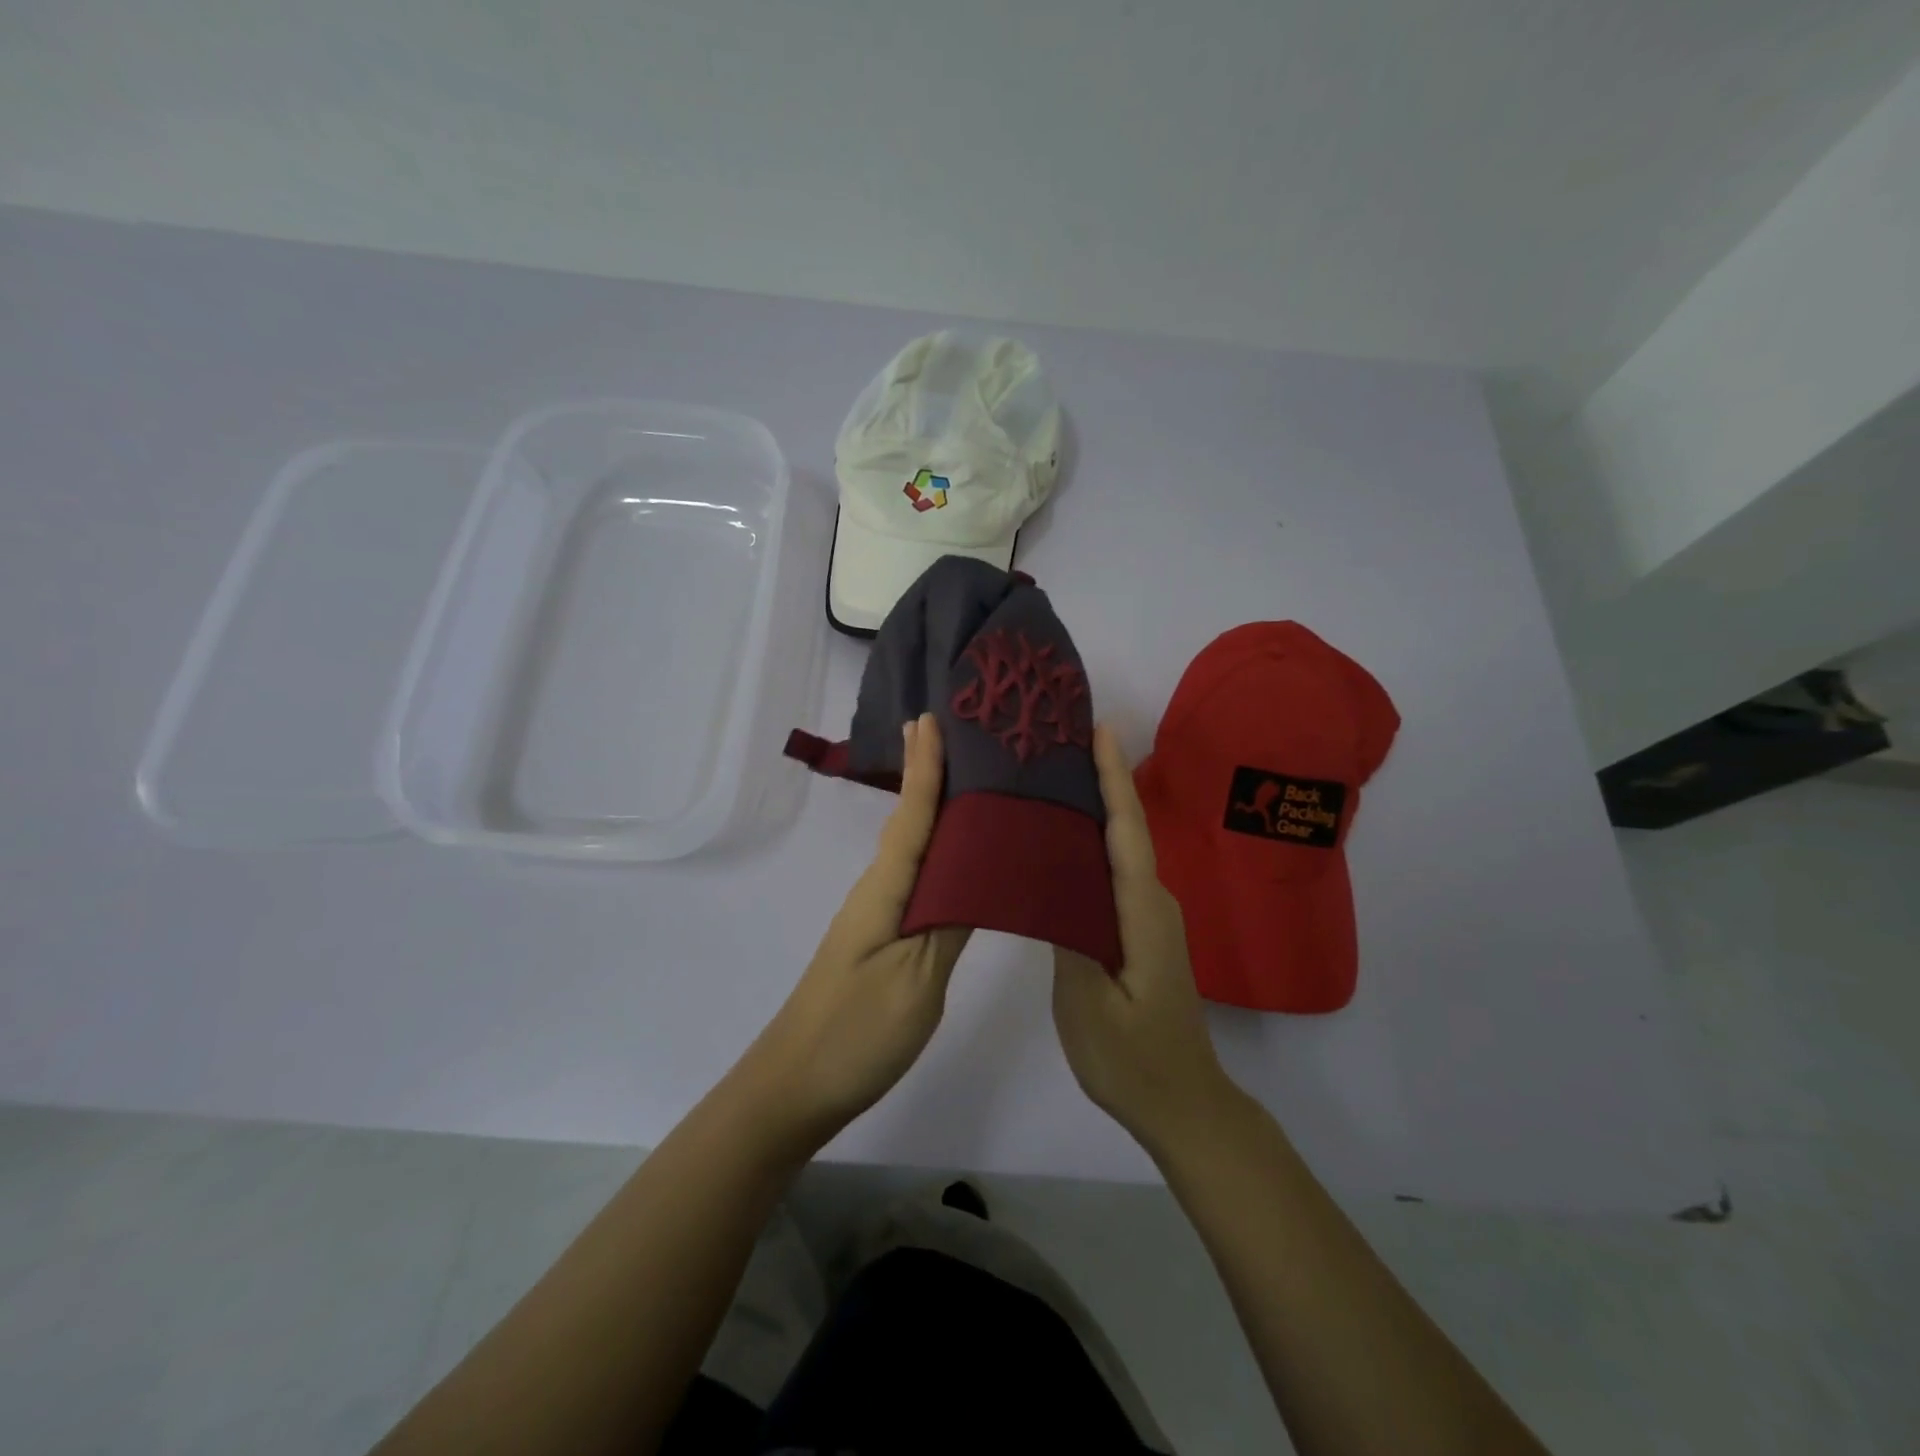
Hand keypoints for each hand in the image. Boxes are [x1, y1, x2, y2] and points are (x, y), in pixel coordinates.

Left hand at [737, 713, 970, 1147]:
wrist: (795, 1088)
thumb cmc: (857, 1033)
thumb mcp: (917, 981)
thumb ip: (950, 922)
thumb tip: (978, 870)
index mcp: (885, 892)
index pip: (912, 817)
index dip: (924, 769)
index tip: (930, 718)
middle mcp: (877, 893)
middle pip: (910, 824)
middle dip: (930, 776)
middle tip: (959, 735)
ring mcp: (876, 918)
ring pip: (913, 852)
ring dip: (936, 813)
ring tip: (972, 783)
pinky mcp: (882, 942)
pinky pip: (915, 883)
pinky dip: (936, 857)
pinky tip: (957, 861)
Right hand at [1053, 726, 1237, 1154]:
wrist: (1181, 1103)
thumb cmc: (1132, 1058)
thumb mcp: (1088, 1004)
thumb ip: (1069, 936)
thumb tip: (1050, 880)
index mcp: (1142, 911)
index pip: (1126, 830)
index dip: (1114, 778)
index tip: (1100, 730)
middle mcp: (1153, 903)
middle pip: (1126, 829)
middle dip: (1101, 781)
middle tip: (1060, 744)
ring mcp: (1150, 918)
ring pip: (1121, 851)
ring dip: (1097, 811)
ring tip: (1055, 780)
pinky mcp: (1141, 932)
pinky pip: (1116, 875)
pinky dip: (1094, 847)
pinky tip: (1063, 845)